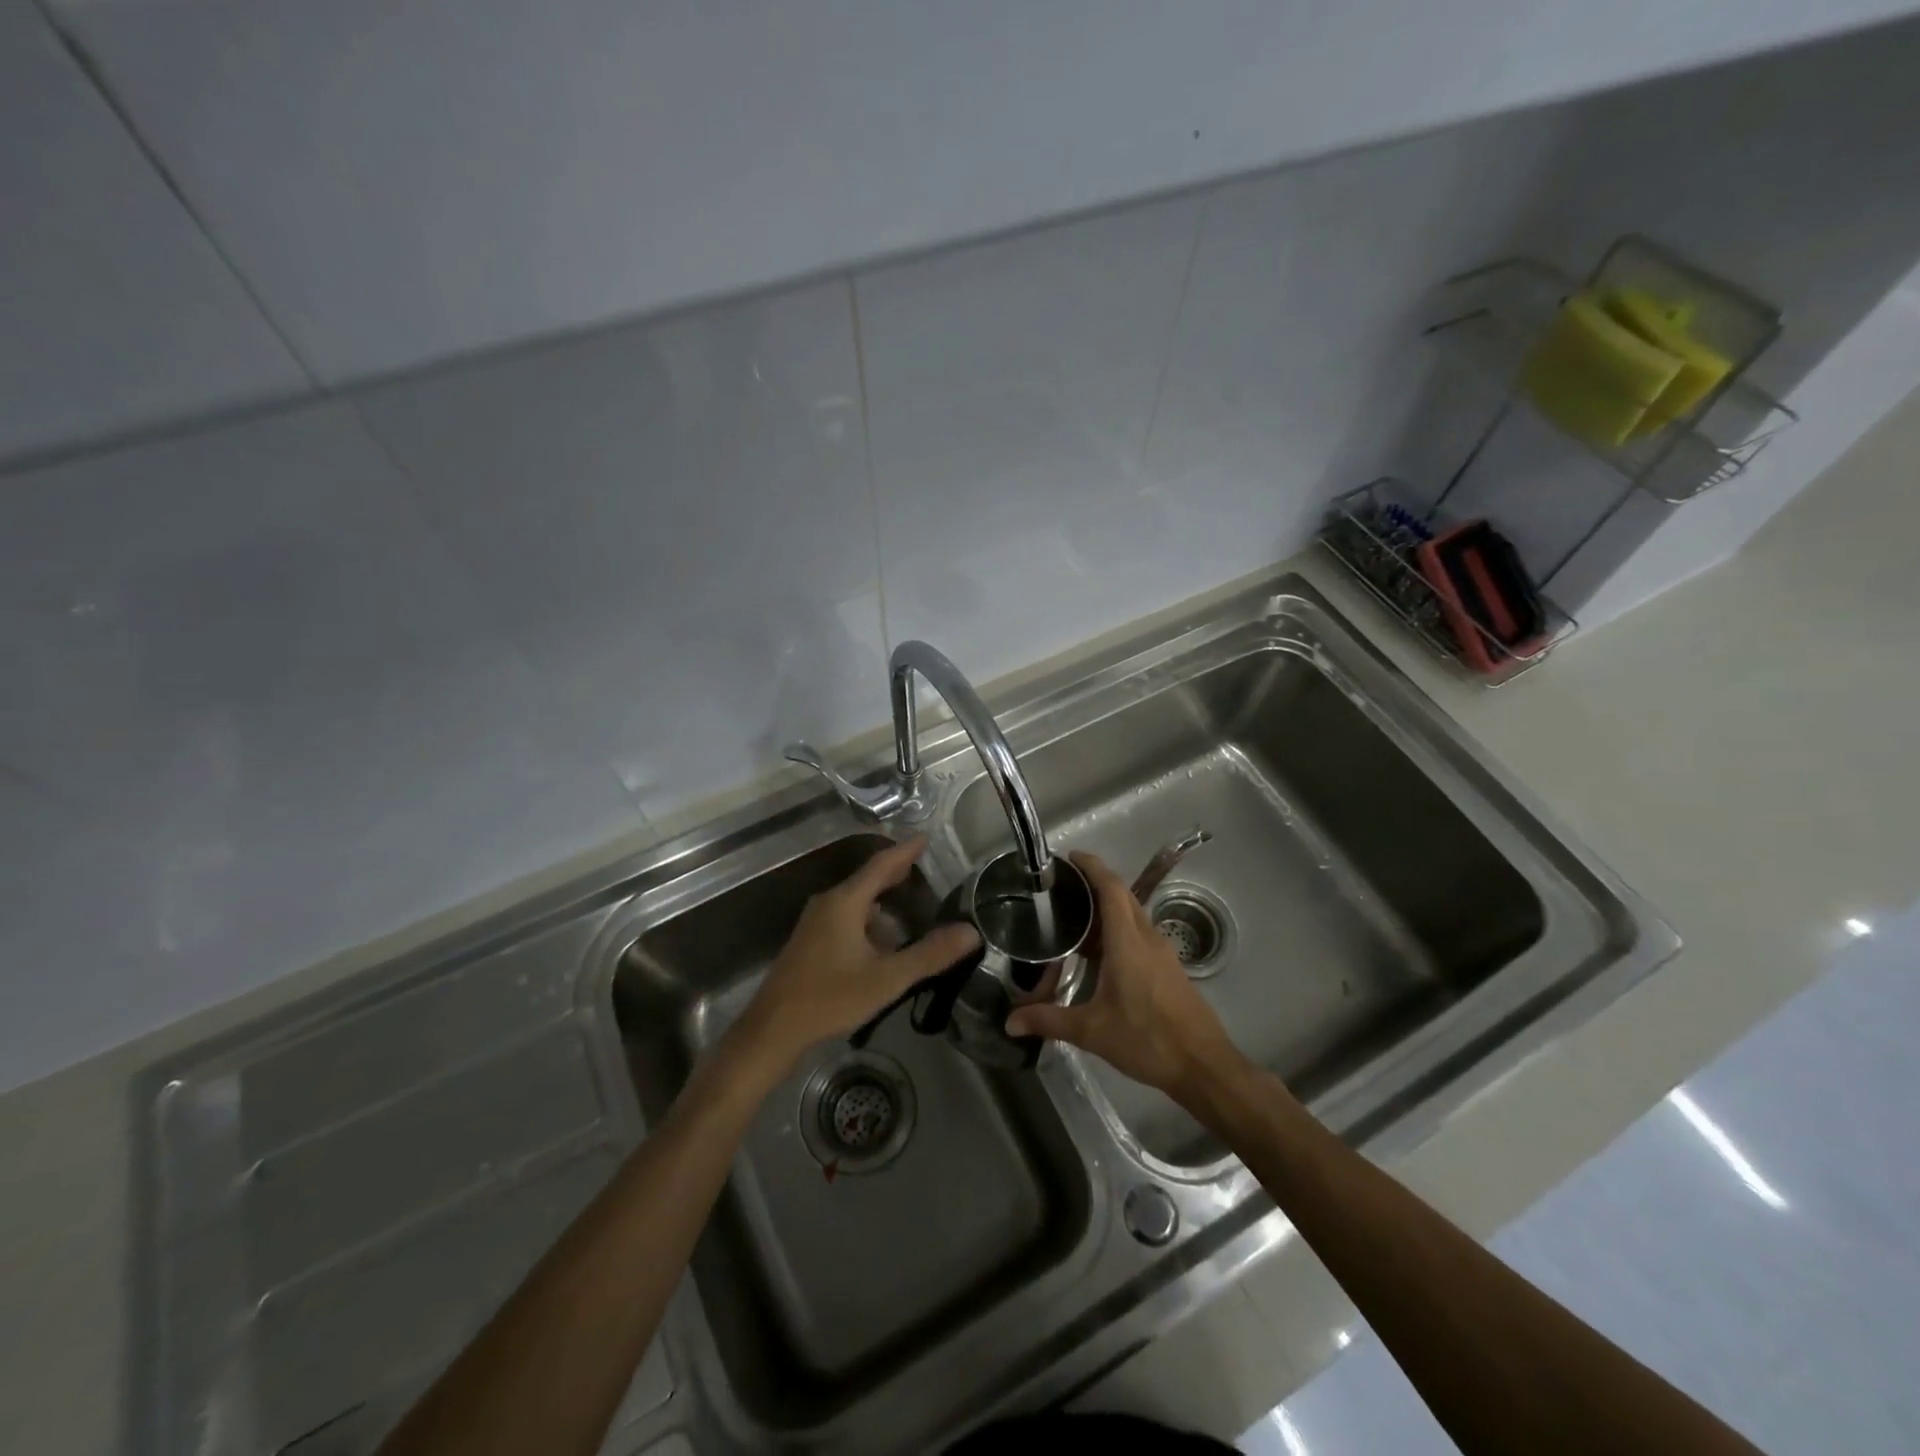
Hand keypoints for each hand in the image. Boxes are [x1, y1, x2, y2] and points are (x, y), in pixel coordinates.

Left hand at [739, 835, 979, 1070]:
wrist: (773, 1029)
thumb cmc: (830, 998)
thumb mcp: (887, 978)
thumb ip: (929, 954)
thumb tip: (971, 932)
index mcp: (845, 902)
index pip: (881, 865)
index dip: (905, 851)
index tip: (925, 838)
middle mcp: (828, 903)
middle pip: (867, 879)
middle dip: (894, 872)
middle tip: (922, 866)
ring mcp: (816, 923)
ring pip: (855, 900)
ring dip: (881, 897)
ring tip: (908, 900)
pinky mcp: (810, 942)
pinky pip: (846, 916)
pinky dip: (868, 916)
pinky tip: (881, 937)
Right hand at [1006, 850, 1241, 1101]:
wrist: (1203, 1066)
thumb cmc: (1148, 1040)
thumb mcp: (1092, 1031)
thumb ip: (1049, 1021)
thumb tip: (1010, 1022)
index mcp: (1128, 942)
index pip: (1111, 888)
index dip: (1092, 866)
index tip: (1070, 857)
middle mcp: (1147, 938)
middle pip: (1122, 896)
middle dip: (1095, 884)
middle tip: (1062, 888)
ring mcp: (1162, 952)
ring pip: (1132, 916)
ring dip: (1106, 910)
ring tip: (1073, 918)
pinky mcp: (1168, 968)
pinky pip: (1139, 935)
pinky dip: (1117, 931)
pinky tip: (1098, 955)